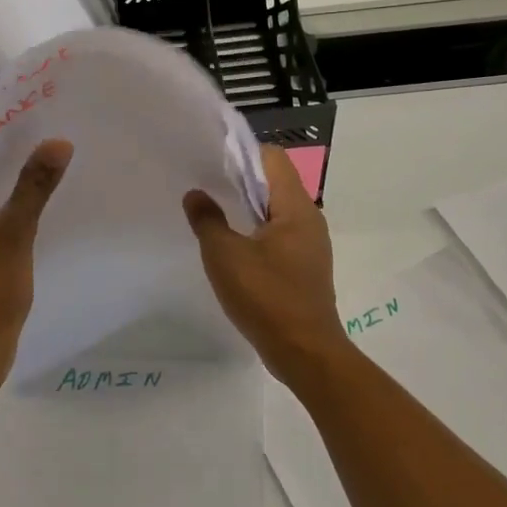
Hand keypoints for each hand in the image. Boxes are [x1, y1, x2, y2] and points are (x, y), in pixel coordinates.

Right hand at [183, 145, 346, 382]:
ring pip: (277, 209)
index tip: (212, 161)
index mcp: (295, 207)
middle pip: (275, 181)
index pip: (272, 158)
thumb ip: (207, 220)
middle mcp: (309, 219)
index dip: (242, 153)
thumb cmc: (266, 297)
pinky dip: (257, 230)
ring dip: (248, 206)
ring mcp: (310, 244)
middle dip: (241, 179)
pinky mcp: (305, 266)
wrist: (306, 353)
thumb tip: (196, 194)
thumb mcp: (225, 256)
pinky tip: (233, 245)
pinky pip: (280, 233)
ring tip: (215, 212)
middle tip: (206, 184)